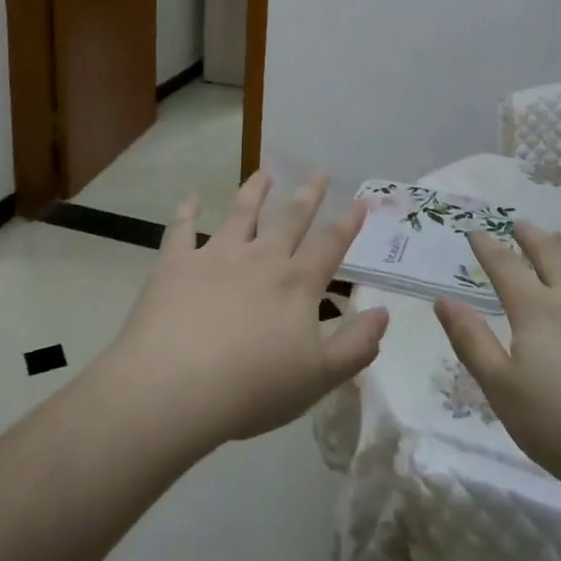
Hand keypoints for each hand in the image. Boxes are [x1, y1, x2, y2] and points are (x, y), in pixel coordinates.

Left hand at [100, 171, 388, 449]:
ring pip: (240, 213)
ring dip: (254, 191)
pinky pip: (181, 230)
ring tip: (263, 173)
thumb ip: (356, 344)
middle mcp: (261, 258)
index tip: (362, 200)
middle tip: (318, 172)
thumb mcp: (319, 376)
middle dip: (307, 195)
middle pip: (290, 219)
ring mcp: (216, 256)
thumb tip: (384, 313)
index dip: (349, 222)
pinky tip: (190, 200)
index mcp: (297, 284)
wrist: (177, 387)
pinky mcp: (176, 264)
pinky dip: (186, 213)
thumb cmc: (254, 388)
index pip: (330, 245)